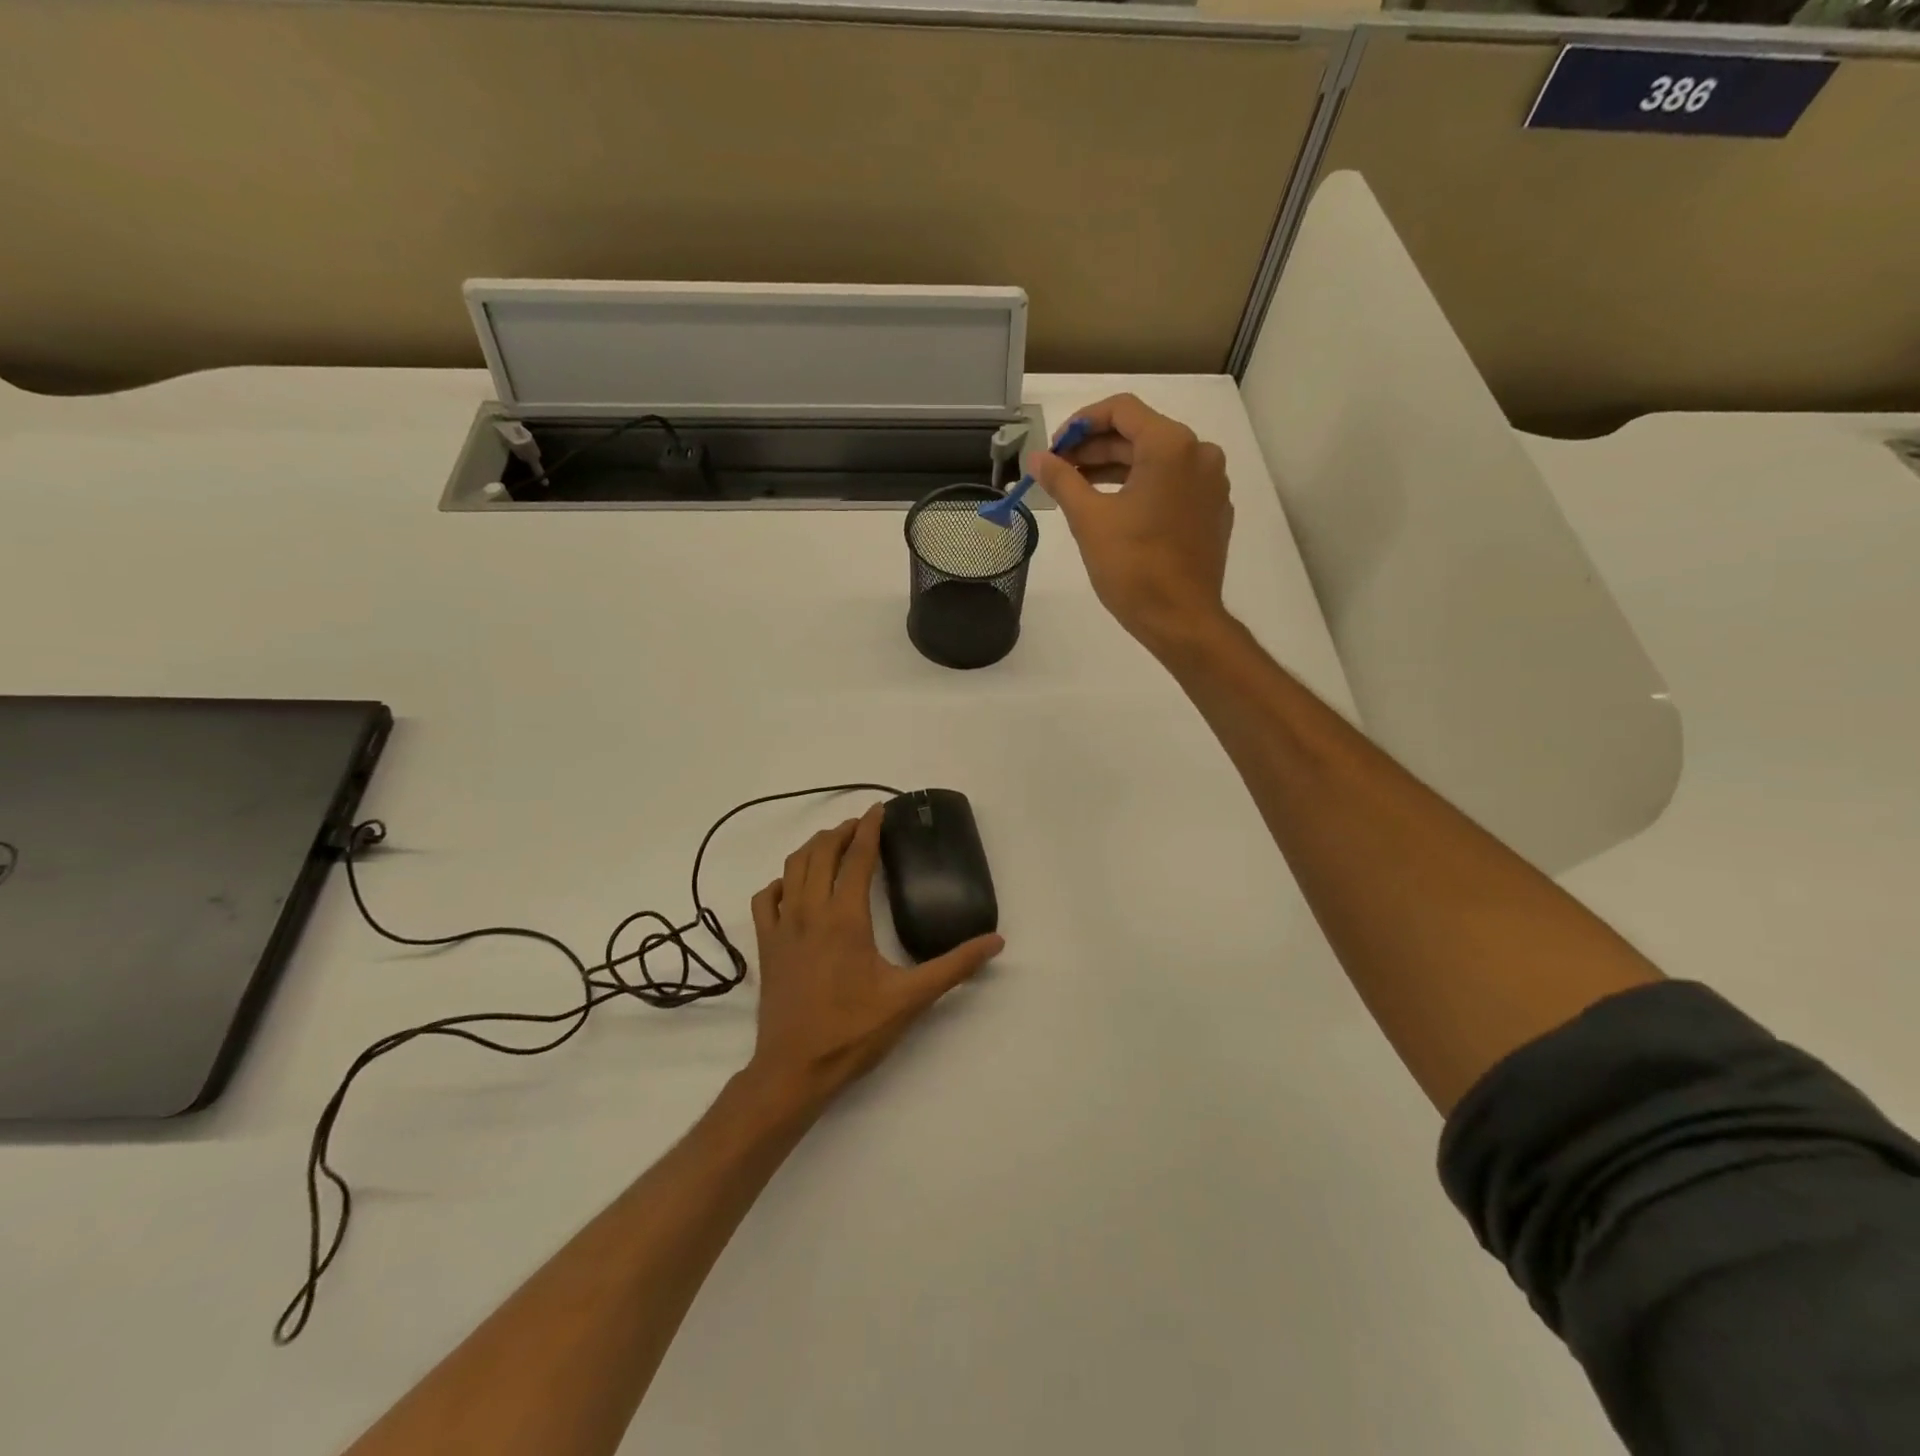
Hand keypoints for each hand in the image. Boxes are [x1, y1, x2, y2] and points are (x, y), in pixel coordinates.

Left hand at [746, 806, 1003, 1106]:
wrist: (794, 1070)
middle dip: (841, 832)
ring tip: (832, 844)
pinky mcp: (766, 947)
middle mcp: (810, 911)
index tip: (879, 808)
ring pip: (792, 868)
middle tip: (861, 825)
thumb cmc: (853, 1031)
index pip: (858, 857)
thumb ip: (954, 966)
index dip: (870, 828)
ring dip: (813, 849)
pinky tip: (793, 887)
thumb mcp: (911, 999)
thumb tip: (996, 941)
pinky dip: (781, 883)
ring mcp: (782, 927)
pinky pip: (766, 899)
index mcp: (846, 917)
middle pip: (821, 853)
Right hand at [1028, 393, 1234, 653]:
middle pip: (1139, 434)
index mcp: (1171, 446)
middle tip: (1058, 471)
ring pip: (1156, 460)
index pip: (1121, 409)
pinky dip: (1142, 487)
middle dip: (1095, 449)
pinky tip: (1115, 510)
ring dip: (1115, 468)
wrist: (1181, 619)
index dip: (1081, 423)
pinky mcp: (1212, 511)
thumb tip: (1036, 458)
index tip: (1054, 449)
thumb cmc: (1133, 567)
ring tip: (1078, 489)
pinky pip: (1173, 484)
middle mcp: (1199, 454)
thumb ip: (1061, 480)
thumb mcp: (1088, 520)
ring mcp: (1211, 484)